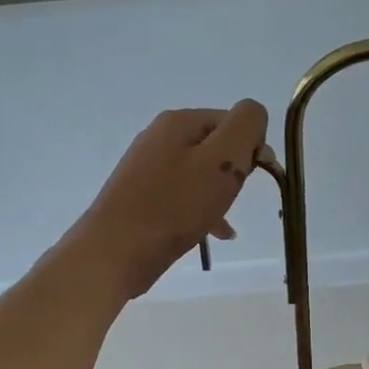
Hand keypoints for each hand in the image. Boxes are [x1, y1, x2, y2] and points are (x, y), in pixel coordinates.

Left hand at [70, 101, 269, 299]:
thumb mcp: (222, 161)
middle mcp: (159, 137)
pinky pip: (181, 196)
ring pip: (200, 175)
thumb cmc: (173, 207)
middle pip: (215, 147)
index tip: (254, 180)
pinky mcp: (140, 197)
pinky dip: (199, 211)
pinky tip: (211, 235)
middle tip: (232, 201)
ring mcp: (146, 168)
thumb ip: (245, 127)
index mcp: (178, 122)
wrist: (114, 253)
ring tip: (223, 225)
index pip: (232, 121)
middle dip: (233, 174)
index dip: (251, 148)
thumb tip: (254, 115)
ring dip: (218, 196)